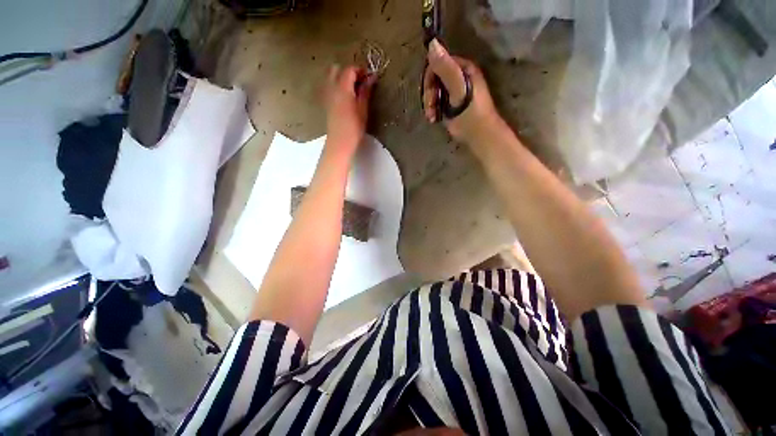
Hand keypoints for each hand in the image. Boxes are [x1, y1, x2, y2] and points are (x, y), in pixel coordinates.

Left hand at [324, 65, 375, 153]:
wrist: (340, 143)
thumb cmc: (354, 128)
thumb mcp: (363, 110)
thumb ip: (365, 92)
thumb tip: (371, 77)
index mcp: (343, 88)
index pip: (350, 70)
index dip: (360, 70)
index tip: (369, 77)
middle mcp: (332, 88)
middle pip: (336, 69)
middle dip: (348, 71)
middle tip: (360, 82)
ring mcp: (327, 95)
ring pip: (331, 77)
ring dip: (341, 78)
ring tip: (353, 89)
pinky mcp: (326, 103)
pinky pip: (329, 87)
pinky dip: (337, 86)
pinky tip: (346, 97)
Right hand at [423, 39, 504, 144]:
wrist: (479, 136)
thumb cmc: (470, 113)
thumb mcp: (458, 89)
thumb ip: (446, 68)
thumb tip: (432, 44)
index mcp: (462, 68)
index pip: (437, 63)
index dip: (429, 79)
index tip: (429, 95)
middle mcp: (458, 76)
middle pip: (433, 78)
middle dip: (428, 94)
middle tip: (430, 109)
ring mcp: (454, 90)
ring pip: (433, 91)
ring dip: (429, 104)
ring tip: (432, 117)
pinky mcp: (451, 103)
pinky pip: (436, 101)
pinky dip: (432, 110)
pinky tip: (434, 119)